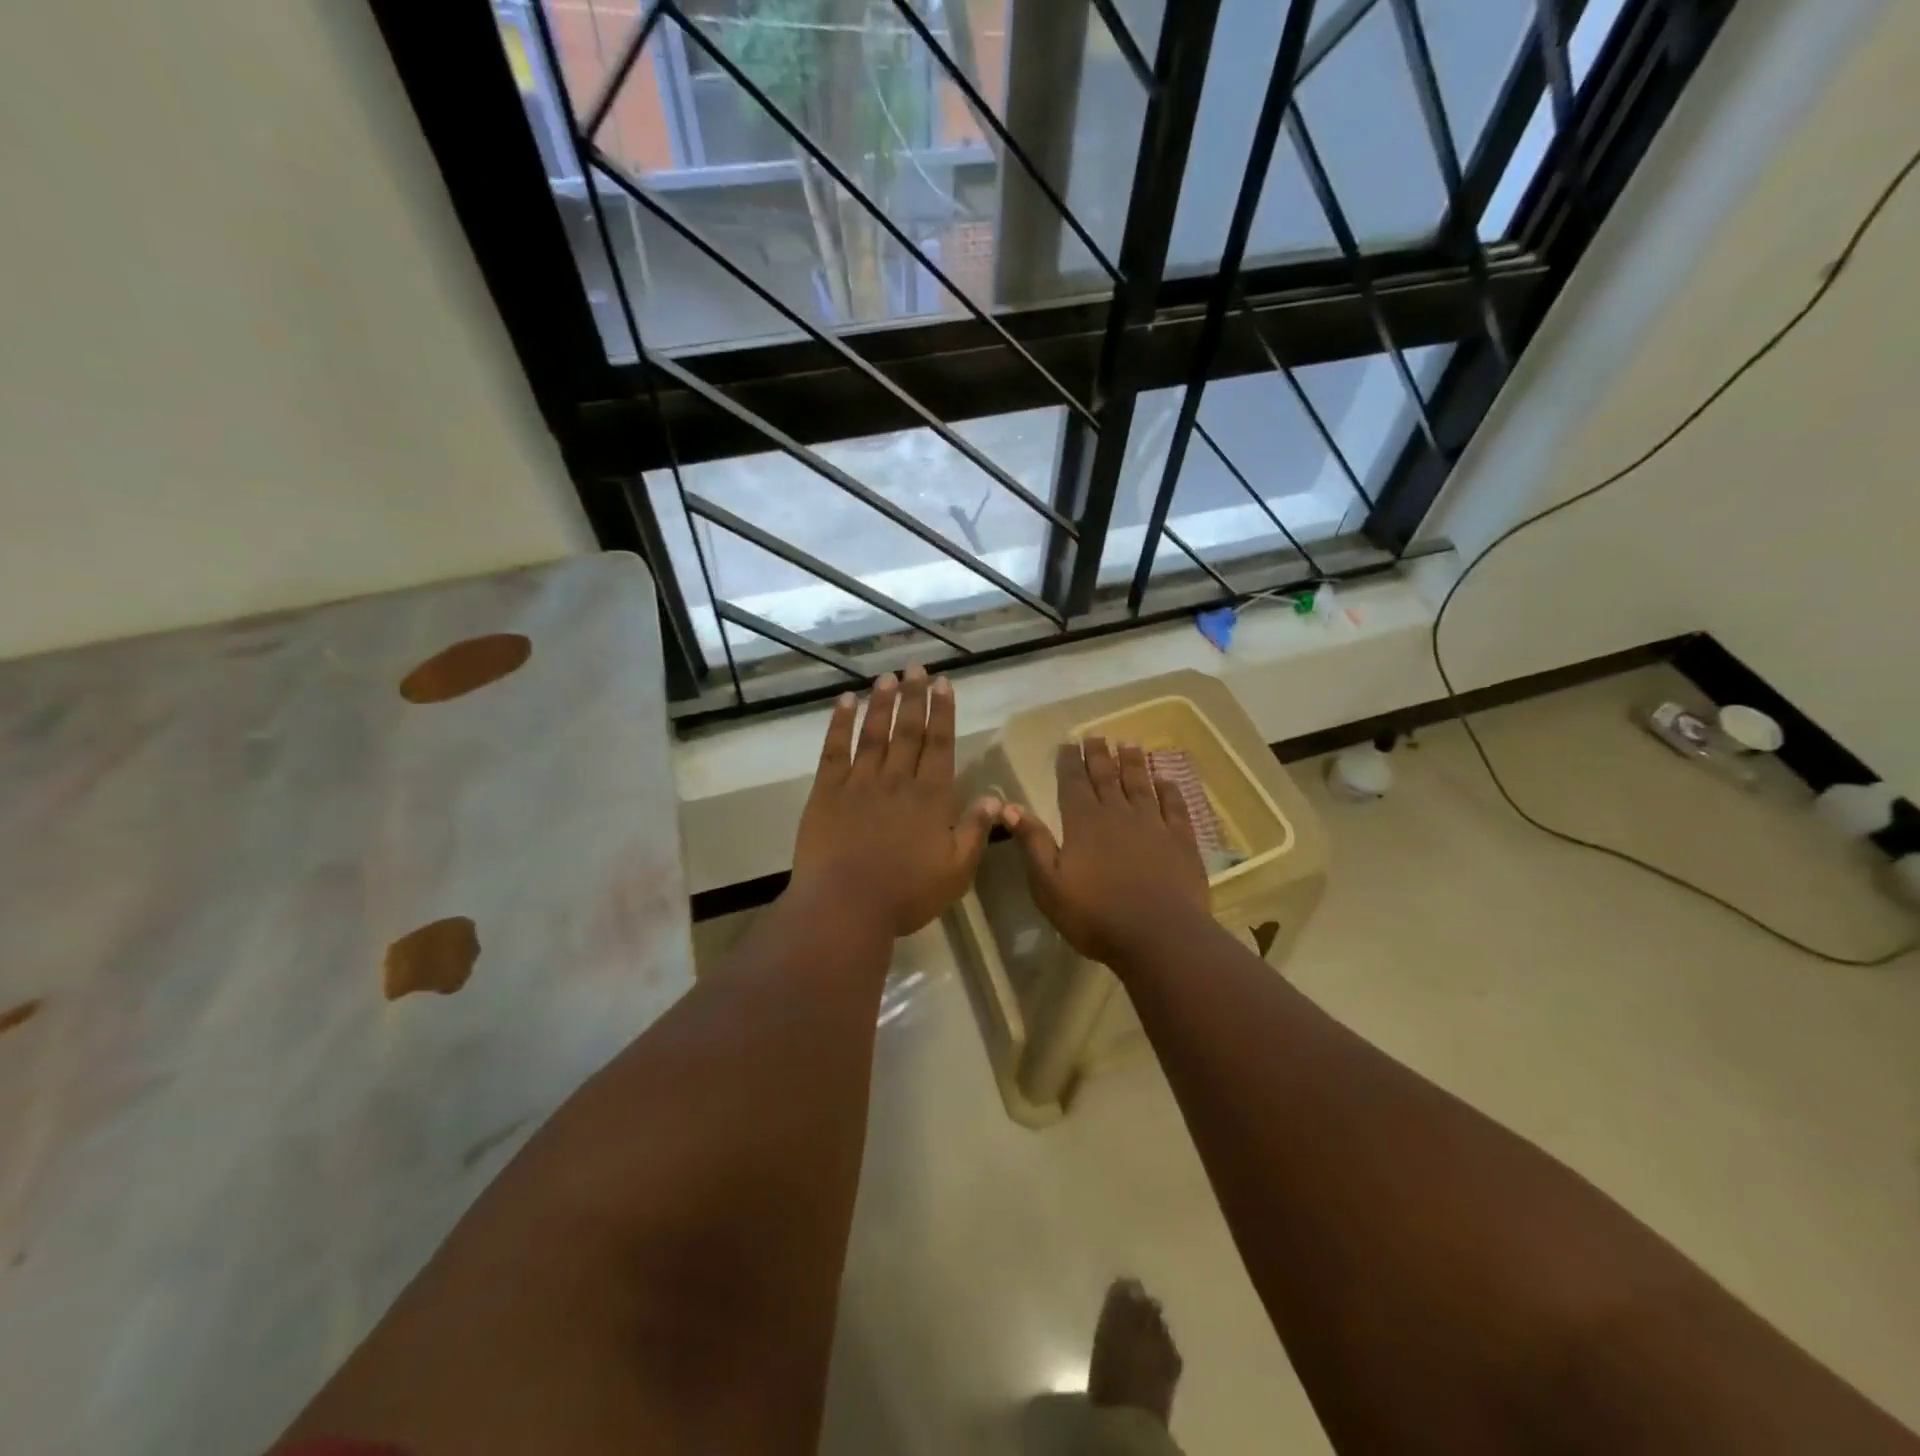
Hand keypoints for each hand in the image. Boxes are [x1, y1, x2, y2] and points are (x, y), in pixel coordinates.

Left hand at [791, 666, 999, 938]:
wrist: (845, 905)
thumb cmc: (906, 893)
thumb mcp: (956, 871)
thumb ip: (976, 831)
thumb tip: (995, 796)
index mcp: (931, 797)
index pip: (940, 744)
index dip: (943, 712)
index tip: (943, 683)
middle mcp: (897, 779)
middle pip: (908, 730)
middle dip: (914, 697)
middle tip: (916, 667)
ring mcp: (859, 782)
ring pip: (874, 733)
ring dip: (882, 702)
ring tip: (888, 676)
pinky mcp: (827, 791)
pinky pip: (834, 749)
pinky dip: (840, 723)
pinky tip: (845, 701)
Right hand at [1002, 738, 1211, 968]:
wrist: (1160, 937)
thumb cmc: (1095, 916)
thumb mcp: (1049, 885)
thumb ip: (1033, 842)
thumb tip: (1009, 807)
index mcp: (1083, 823)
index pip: (1073, 783)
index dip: (1069, 762)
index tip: (1069, 743)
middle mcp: (1118, 815)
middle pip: (1107, 777)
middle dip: (1099, 755)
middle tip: (1097, 735)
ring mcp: (1153, 825)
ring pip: (1141, 785)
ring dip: (1134, 763)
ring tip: (1129, 743)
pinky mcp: (1181, 841)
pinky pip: (1175, 807)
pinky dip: (1170, 790)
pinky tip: (1167, 779)